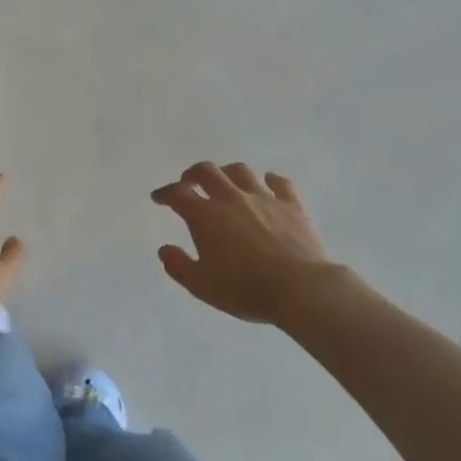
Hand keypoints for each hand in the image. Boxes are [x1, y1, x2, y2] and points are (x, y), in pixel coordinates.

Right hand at [151, 162, 337, 324]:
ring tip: (225, 182)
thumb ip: (179, 266)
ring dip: (227, 173)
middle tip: (189, 182)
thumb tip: (164, 249)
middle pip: (207, 171)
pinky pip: (280, 183)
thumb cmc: (246, 289)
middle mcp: (231, 198)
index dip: (165, 193)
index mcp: (206, 215)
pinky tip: (268, 184)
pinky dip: (270, 180)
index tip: (159, 198)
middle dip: (193, 174)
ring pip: (240, 171)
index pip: (178, 194)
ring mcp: (263, 198)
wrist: (301, 289)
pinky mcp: (291, 204)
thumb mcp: (202, 286)